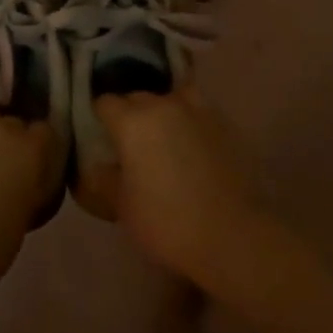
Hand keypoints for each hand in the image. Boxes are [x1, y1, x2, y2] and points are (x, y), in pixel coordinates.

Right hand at [95, 87, 269, 285]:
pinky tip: (192, 144)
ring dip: (164, 110)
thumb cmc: (168, 223)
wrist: (233, 235)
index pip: (105, 102)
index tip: (99, 134)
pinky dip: (191, 121)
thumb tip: (99, 167)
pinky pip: (199, 111)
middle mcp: (164, 105)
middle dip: (130, 113)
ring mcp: (199, 110)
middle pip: (138, 97)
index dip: (99, 116)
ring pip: (173, 97)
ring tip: (164, 135)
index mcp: (133, 122)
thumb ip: (106, 180)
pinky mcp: (226, 123)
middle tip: (130, 141)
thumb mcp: (123, 207)